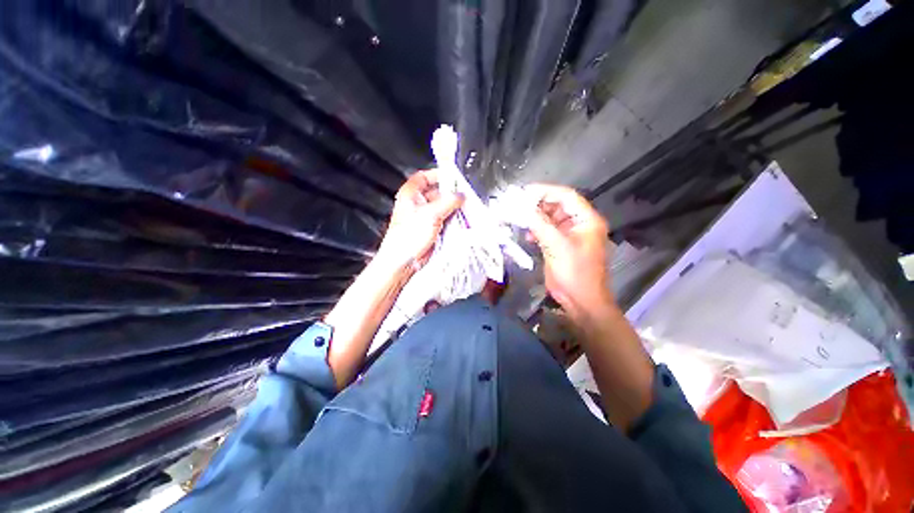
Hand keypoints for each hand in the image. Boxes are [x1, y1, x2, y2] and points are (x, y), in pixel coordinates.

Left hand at [376, 169, 463, 272]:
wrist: (404, 260)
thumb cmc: (407, 236)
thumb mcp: (431, 214)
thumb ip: (448, 201)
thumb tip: (460, 195)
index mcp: (411, 194)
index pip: (425, 176)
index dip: (439, 174)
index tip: (453, 176)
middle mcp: (417, 204)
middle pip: (437, 192)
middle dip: (451, 194)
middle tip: (463, 196)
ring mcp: (425, 217)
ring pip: (443, 207)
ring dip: (453, 208)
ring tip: (464, 209)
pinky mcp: (431, 229)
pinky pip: (445, 220)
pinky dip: (453, 219)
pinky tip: (461, 220)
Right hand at [525, 184, 613, 317]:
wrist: (580, 300)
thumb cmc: (574, 273)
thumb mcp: (557, 246)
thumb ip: (540, 225)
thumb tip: (521, 208)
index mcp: (586, 220)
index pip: (566, 196)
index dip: (545, 191)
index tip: (524, 192)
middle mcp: (579, 223)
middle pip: (557, 206)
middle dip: (537, 205)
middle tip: (517, 204)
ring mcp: (569, 235)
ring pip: (550, 218)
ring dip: (535, 218)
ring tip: (519, 218)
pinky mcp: (560, 245)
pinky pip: (546, 231)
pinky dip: (536, 230)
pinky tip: (527, 235)